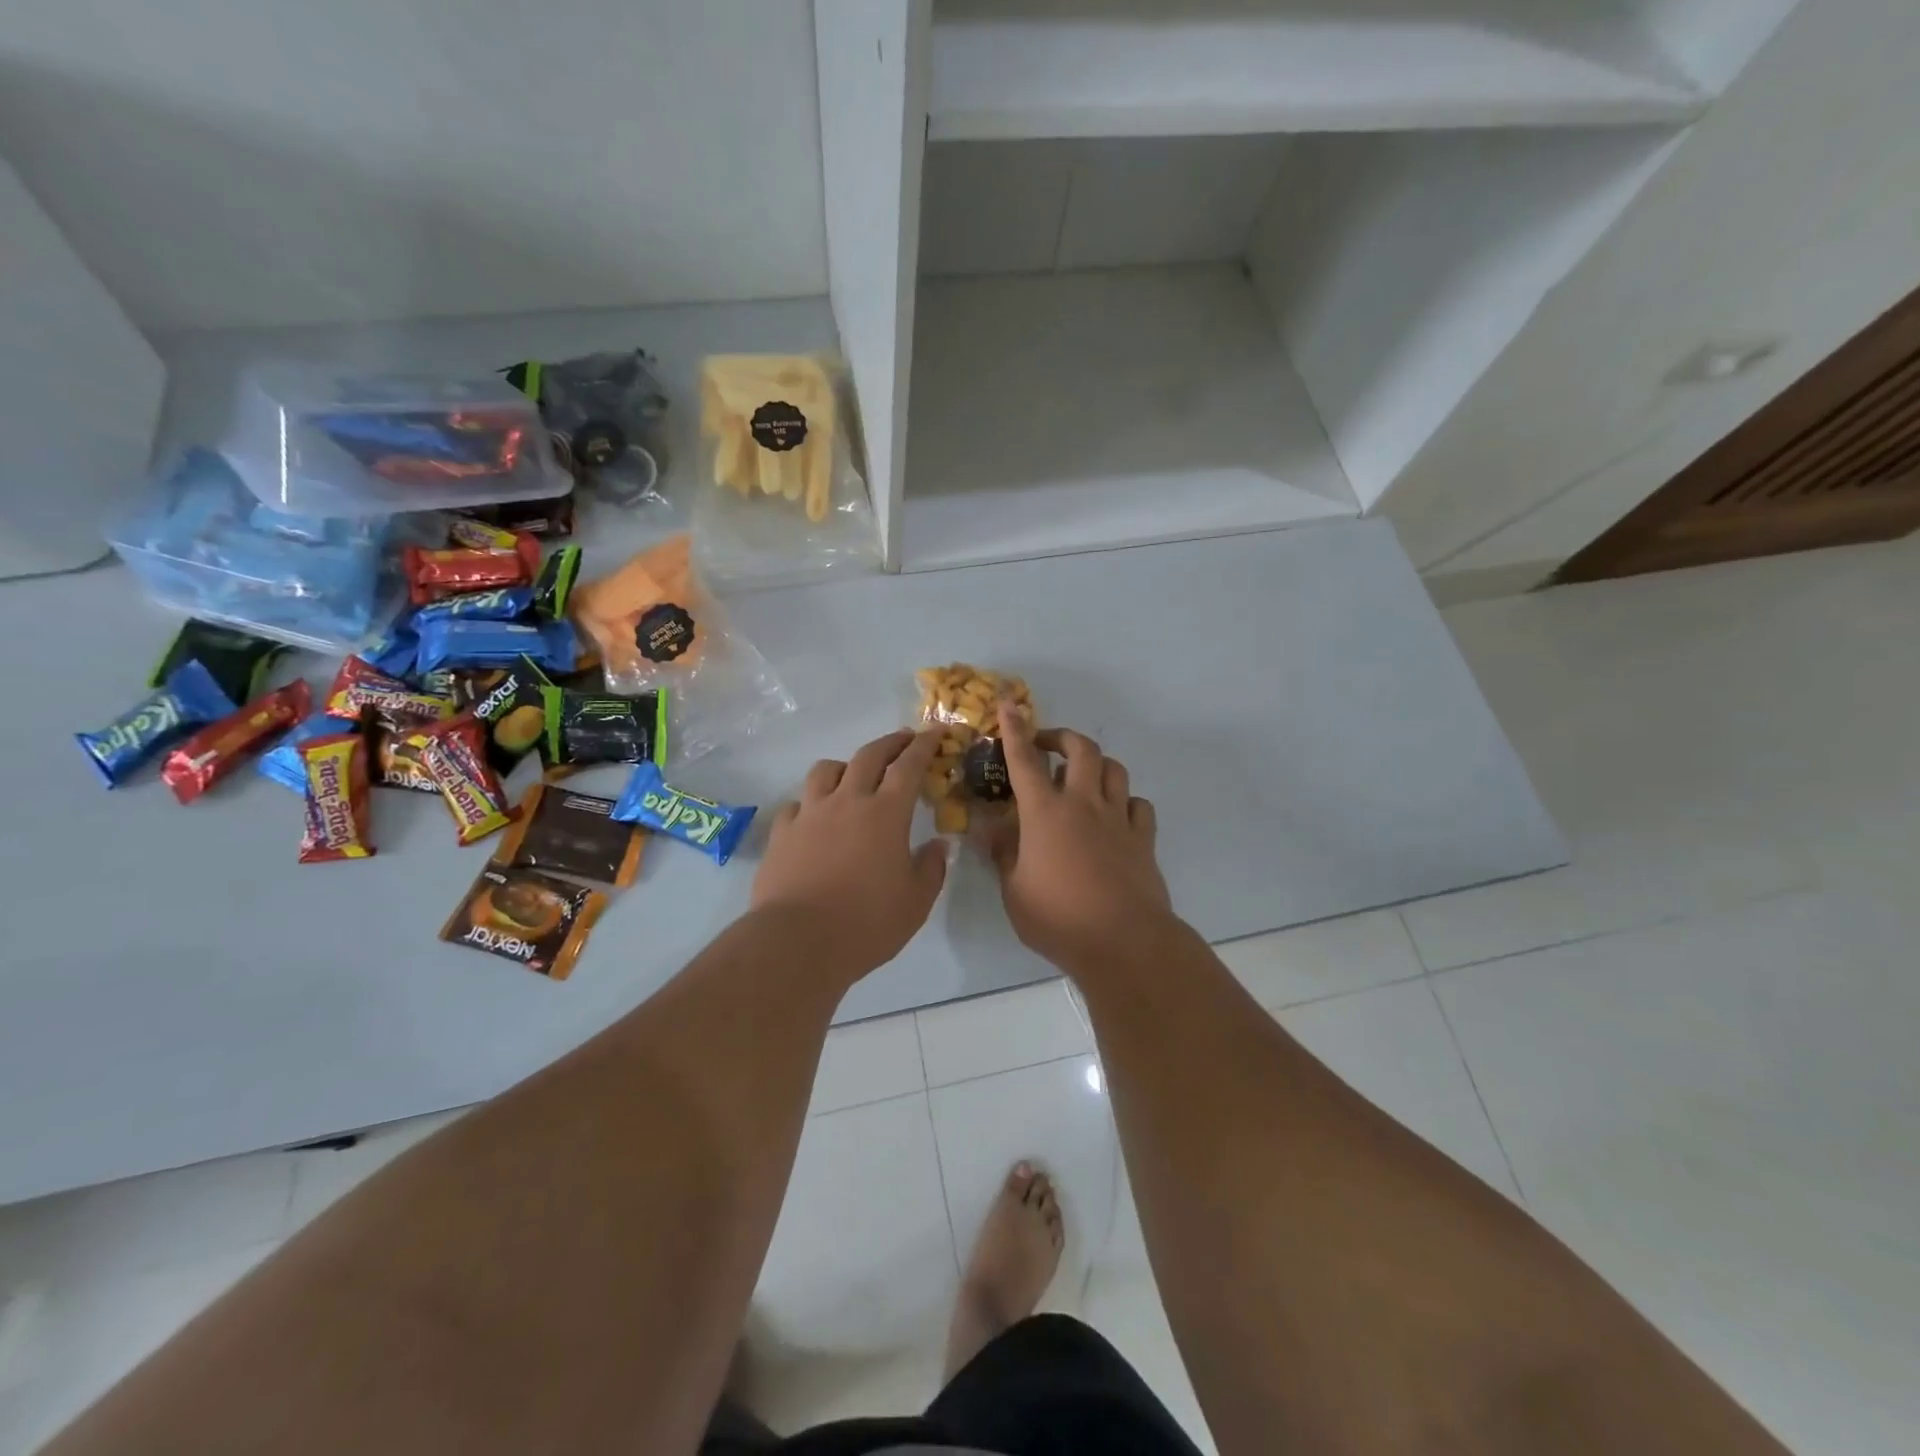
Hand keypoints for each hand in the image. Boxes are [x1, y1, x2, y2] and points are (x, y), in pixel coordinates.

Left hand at [752, 730, 949, 977]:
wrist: (798, 941)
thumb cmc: (867, 922)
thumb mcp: (916, 902)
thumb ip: (931, 868)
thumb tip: (938, 844)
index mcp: (886, 814)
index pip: (909, 766)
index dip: (924, 746)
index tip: (935, 731)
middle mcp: (847, 802)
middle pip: (868, 756)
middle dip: (890, 743)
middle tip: (904, 740)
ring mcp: (810, 814)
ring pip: (825, 770)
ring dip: (845, 765)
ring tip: (852, 774)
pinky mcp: (782, 833)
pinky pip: (796, 804)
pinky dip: (809, 803)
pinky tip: (813, 817)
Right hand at [983, 704, 1173, 969]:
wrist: (1123, 942)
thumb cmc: (1058, 918)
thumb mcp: (1014, 890)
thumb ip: (1003, 853)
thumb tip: (990, 829)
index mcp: (1045, 812)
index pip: (1025, 760)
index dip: (1014, 729)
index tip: (1009, 704)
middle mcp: (1083, 804)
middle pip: (1080, 749)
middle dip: (1061, 737)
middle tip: (1046, 745)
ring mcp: (1118, 819)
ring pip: (1114, 769)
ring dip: (1096, 764)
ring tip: (1081, 777)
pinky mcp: (1143, 839)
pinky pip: (1138, 805)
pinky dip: (1125, 801)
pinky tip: (1115, 815)